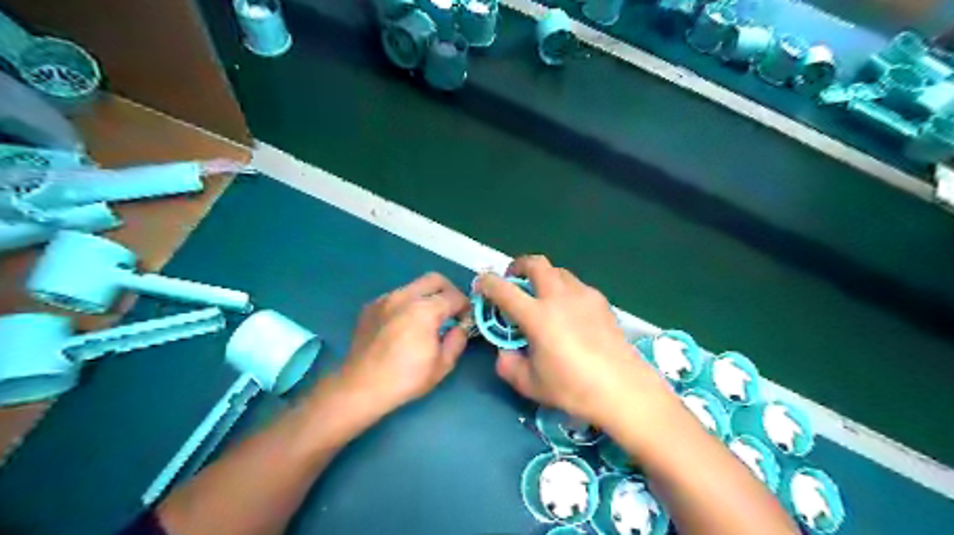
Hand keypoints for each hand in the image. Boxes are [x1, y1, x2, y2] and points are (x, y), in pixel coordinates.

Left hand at [339, 274, 468, 416]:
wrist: (360, 387)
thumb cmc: (405, 379)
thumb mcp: (442, 365)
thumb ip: (457, 340)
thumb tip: (459, 327)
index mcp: (425, 310)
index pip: (455, 297)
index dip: (465, 308)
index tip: (465, 321)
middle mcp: (404, 296)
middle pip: (435, 279)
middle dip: (449, 292)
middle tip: (450, 311)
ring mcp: (385, 299)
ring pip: (414, 286)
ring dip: (426, 297)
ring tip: (425, 321)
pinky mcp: (371, 306)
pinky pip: (396, 297)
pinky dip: (406, 305)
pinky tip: (403, 326)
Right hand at [476, 257, 669, 427]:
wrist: (623, 388)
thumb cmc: (573, 388)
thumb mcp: (530, 384)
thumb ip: (508, 365)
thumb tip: (504, 352)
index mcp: (537, 316)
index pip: (503, 289)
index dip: (487, 282)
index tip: (481, 284)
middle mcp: (559, 297)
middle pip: (535, 263)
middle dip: (518, 266)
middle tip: (513, 281)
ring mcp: (583, 295)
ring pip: (558, 271)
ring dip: (543, 276)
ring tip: (542, 295)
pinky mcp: (600, 301)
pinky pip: (576, 285)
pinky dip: (564, 289)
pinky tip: (569, 311)